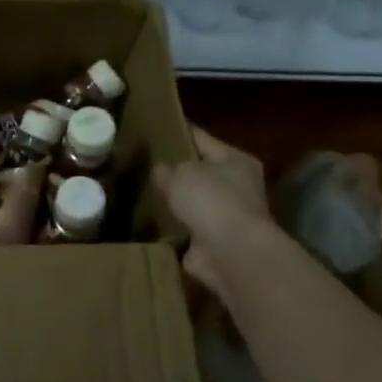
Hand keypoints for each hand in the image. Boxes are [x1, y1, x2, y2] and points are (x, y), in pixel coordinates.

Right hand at [154, 125, 273, 303]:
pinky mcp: (215, 242)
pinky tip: (151, 222)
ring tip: (144, 192)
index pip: (202, 138)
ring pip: (194, 202)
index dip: (178, 132)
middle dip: (176, 171)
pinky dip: (174, 228)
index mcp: (236, 160)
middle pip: (200, 172)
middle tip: (144, 164)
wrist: (231, 253)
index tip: (154, 128)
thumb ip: (166, 169)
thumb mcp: (181, 173)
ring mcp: (227, 216)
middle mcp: (237, 186)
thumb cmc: (211, 201)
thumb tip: (161, 171)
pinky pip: (188, 228)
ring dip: (176, 202)